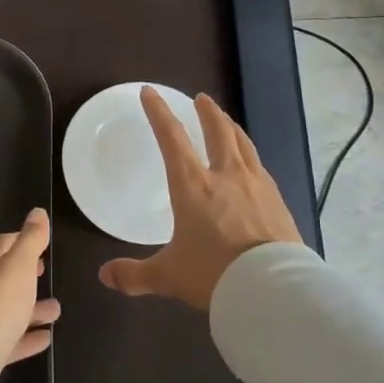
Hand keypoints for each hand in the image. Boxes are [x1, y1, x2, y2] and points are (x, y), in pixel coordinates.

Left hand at [0, 208, 60, 382]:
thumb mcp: (17, 268)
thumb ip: (30, 240)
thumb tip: (38, 212)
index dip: (22, 242)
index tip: (43, 248)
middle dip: (24, 276)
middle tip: (46, 275)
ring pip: (1, 310)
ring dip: (28, 308)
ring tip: (56, 310)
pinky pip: (1, 338)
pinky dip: (22, 336)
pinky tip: (44, 339)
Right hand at [99, 89, 301, 309]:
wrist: (273, 290)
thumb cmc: (213, 274)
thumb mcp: (168, 276)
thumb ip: (135, 275)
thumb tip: (104, 276)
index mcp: (192, 185)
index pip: (171, 137)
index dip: (158, 112)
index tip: (150, 92)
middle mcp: (225, 175)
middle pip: (218, 131)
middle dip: (207, 112)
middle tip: (202, 99)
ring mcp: (257, 186)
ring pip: (244, 145)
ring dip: (233, 128)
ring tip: (228, 122)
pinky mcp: (279, 202)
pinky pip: (262, 169)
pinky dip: (251, 158)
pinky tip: (253, 165)